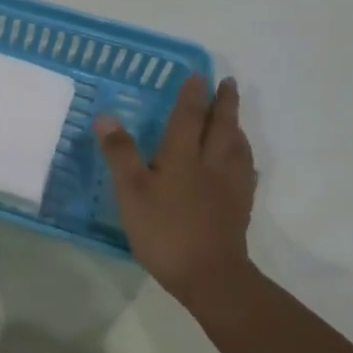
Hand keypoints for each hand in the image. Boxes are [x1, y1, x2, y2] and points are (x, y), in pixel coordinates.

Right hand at [96, 75, 256, 304]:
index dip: (193, 94)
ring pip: (237, 147)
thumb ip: (121, 153)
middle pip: (221, 126)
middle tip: (229, 82)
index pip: (189, 116)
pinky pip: (246, 174)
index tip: (200, 75)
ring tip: (236, 118)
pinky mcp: (239, 209)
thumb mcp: (132, 192)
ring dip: (237, 127)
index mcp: (183, 156)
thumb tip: (106, 116)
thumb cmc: (166, 230)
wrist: (211, 277)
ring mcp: (230, 187)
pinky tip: (244, 165)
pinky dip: (245, 160)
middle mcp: (211, 164)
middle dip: (224, 103)